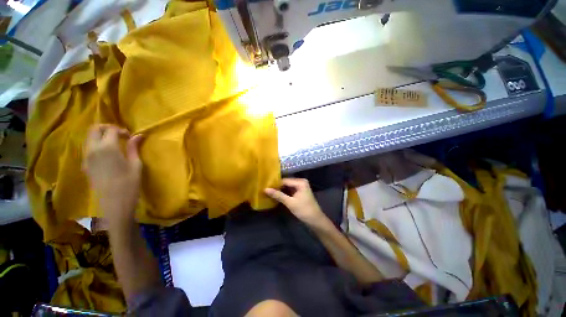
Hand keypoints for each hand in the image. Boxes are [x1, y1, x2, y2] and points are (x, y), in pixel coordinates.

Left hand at [83, 124, 142, 224]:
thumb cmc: (129, 184)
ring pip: (89, 138)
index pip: (111, 130)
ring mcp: (86, 157)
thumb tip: (139, 135)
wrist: (114, 204)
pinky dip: (96, 144)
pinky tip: (107, 153)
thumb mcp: (135, 165)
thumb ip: (133, 148)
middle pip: (94, 129)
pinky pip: (88, 148)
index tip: (130, 137)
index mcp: (107, 148)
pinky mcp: (85, 165)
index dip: (122, 130)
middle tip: (120, 135)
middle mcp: (92, 149)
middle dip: (107, 128)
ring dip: (100, 136)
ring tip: (114, 143)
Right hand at [265, 178, 327, 227]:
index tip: (265, 187)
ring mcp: (301, 187)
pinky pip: (290, 190)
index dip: (275, 184)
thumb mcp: (290, 203)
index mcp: (300, 182)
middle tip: (266, 190)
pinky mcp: (300, 192)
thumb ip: (278, 195)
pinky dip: (284, 193)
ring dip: (280, 190)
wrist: (316, 221)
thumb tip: (265, 189)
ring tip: (269, 192)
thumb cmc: (304, 210)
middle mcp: (301, 182)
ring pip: (287, 187)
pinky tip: (276, 196)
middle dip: (277, 187)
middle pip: (286, 183)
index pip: (284, 180)